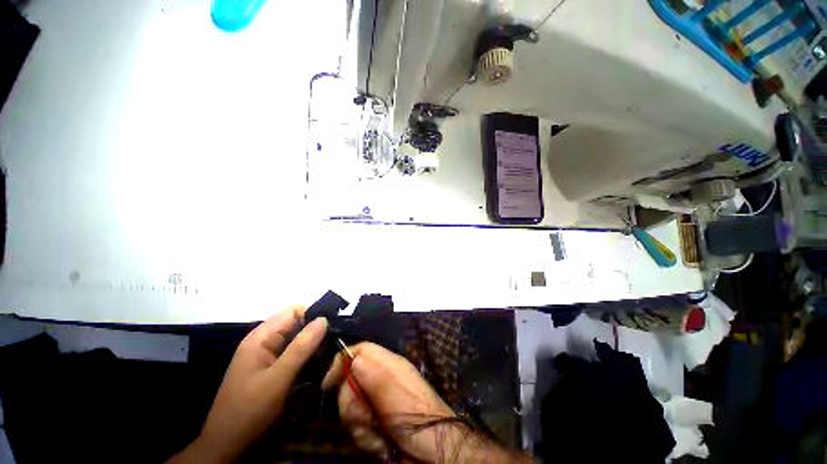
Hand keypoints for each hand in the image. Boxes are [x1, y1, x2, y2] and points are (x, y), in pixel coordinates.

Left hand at [169, 306, 327, 463]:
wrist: (226, 447)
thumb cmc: (249, 410)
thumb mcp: (278, 378)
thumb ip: (301, 347)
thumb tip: (324, 319)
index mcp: (260, 338)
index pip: (292, 311)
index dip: (314, 313)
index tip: (334, 324)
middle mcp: (263, 341)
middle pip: (295, 324)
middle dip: (315, 329)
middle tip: (337, 339)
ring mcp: (265, 356)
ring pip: (295, 338)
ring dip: (312, 343)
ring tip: (332, 350)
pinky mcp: (269, 368)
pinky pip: (292, 353)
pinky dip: (306, 355)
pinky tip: (319, 363)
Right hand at [322, 343, 530, 463]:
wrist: (433, 450)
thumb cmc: (416, 415)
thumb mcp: (395, 391)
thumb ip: (373, 373)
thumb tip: (351, 358)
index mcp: (387, 365)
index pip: (360, 350)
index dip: (342, 362)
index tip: (329, 384)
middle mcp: (380, 380)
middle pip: (350, 382)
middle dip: (352, 404)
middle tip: (367, 417)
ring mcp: (377, 403)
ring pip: (351, 408)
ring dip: (359, 426)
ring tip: (377, 435)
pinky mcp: (375, 424)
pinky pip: (356, 428)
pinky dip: (365, 440)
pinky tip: (379, 445)